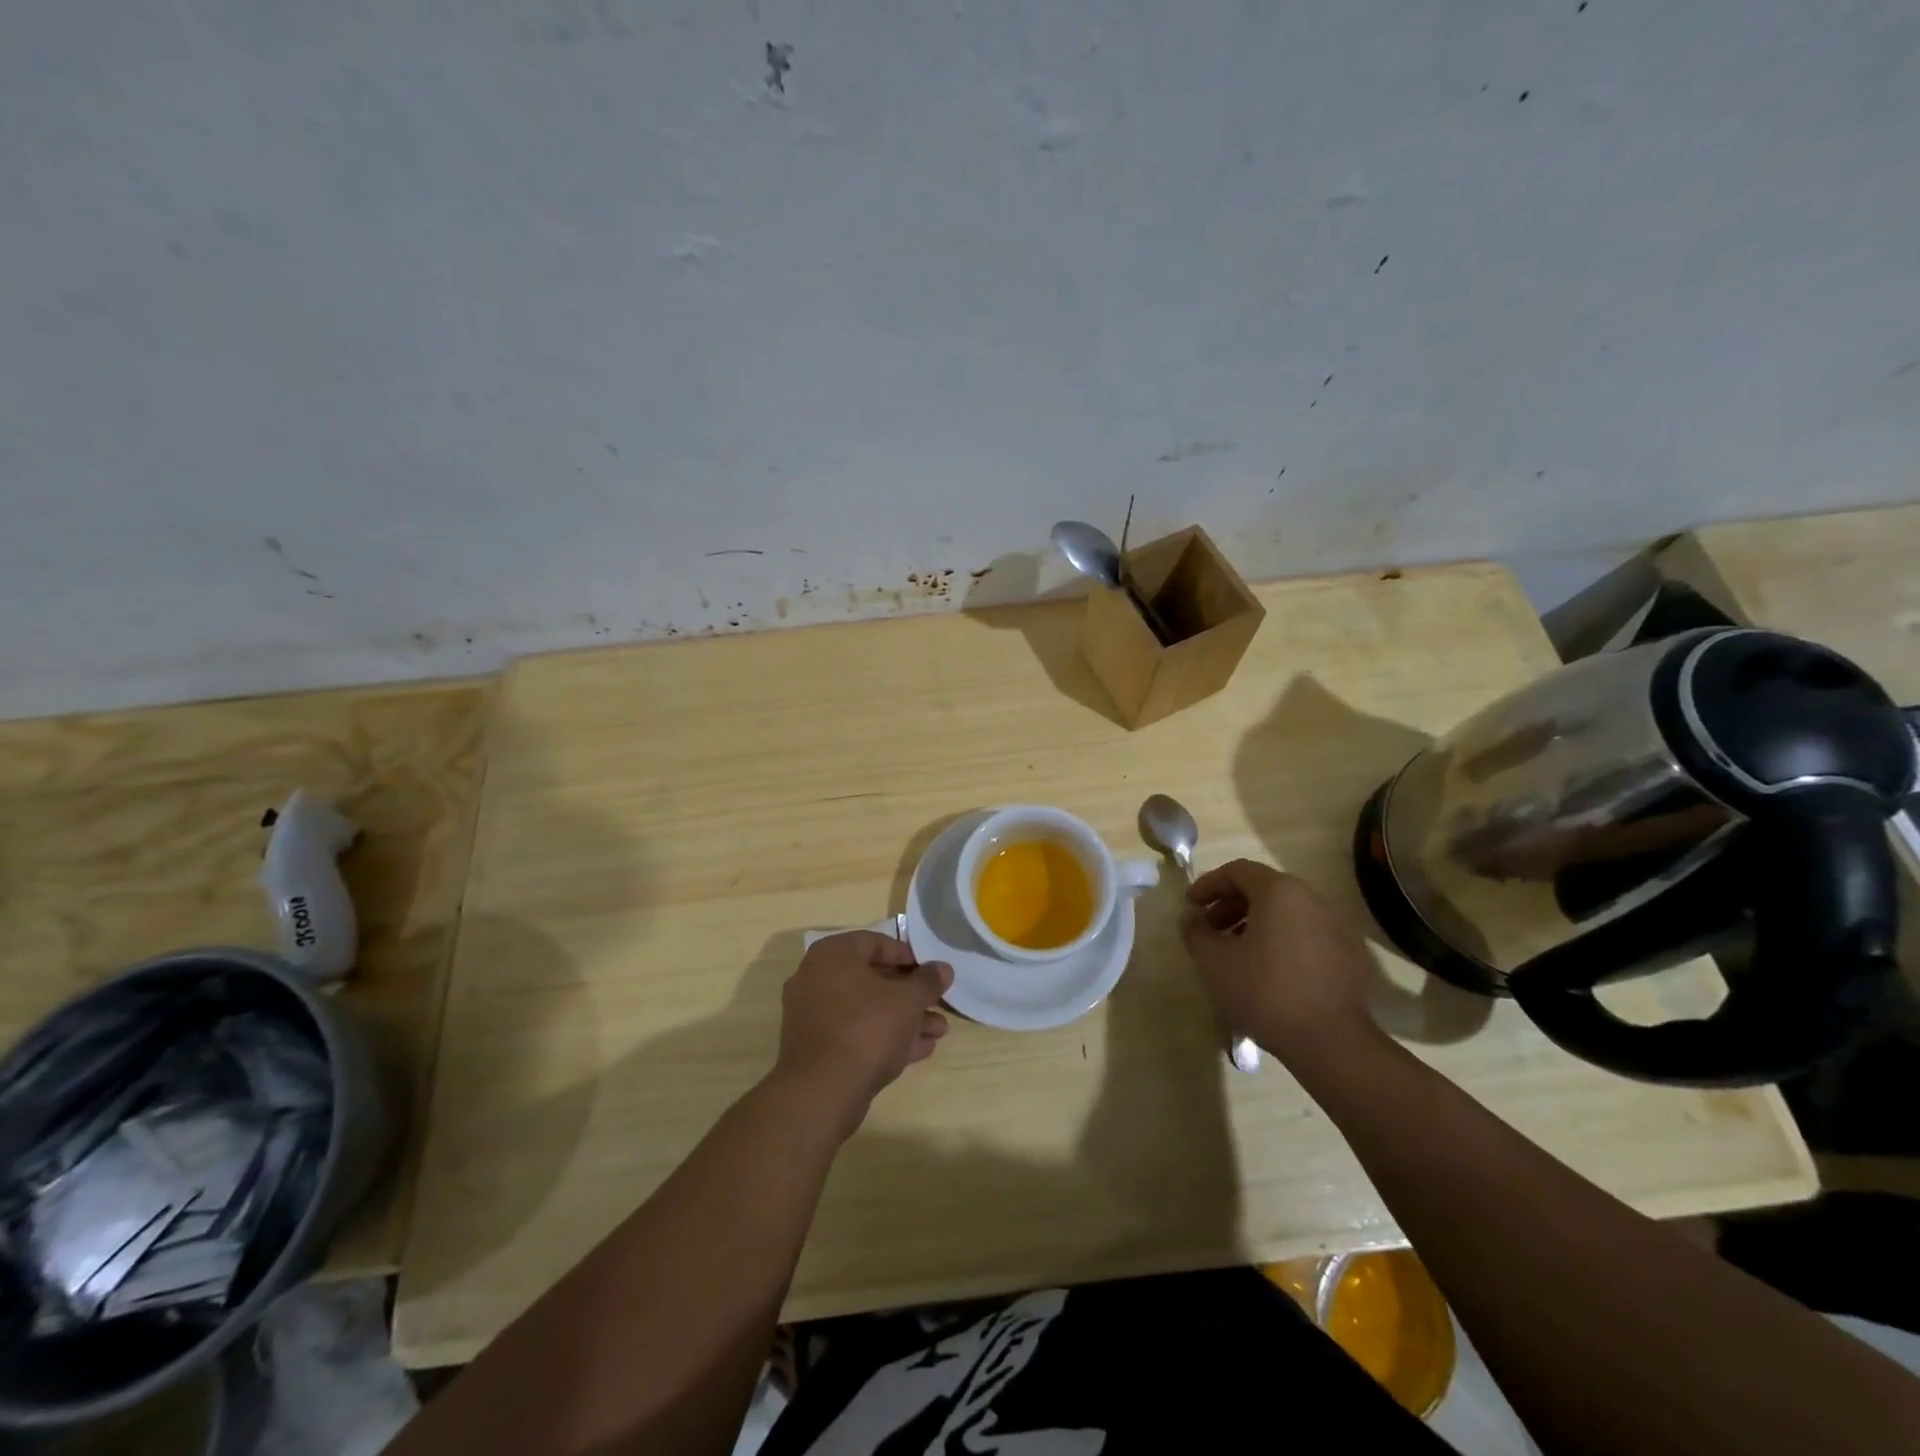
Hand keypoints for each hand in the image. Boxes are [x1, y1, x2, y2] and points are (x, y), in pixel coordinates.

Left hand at [773, 931, 952, 1135]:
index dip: (908, 956)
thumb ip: (928, 981)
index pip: (875, 943)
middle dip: (911, 994)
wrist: (822, 1092)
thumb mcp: (907, 1000)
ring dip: (904, 1018)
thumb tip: (943, 969)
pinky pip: (856, 1033)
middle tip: (939, 1003)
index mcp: (832, 955)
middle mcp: (817, 979)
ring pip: (867, 1009)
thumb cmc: (866, 1028)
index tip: (932, 972)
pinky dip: (885, 1037)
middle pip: (873, 979)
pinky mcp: (818, 1049)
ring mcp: (814, 1016)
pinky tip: (920, 1049)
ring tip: (939, 1031)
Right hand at [1181, 860, 1380, 1061]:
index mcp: (1279, 892)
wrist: (1331, 1042)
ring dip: (1254, 924)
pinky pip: (1305, 935)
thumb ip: (1196, 932)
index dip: (1208, 885)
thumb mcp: (1215, 962)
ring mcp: (1335, 927)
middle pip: (1263, 889)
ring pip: (1285, 913)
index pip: (1237, 871)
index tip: (1190, 905)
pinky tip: (1266, 971)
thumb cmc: (1265, 991)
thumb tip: (1190, 918)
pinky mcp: (1348, 956)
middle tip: (1209, 929)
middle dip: (1230, 905)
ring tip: (1235, 952)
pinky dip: (1280, 941)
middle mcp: (1311, 900)